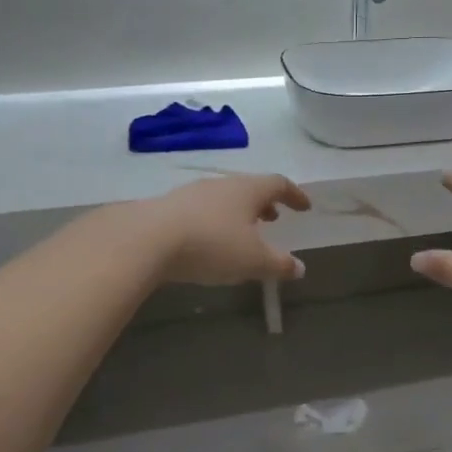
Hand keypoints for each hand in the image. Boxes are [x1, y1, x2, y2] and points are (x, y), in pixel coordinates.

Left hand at [143, 174, 311, 285]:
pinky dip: (216, 221)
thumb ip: (279, 264)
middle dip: (265, 203)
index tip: (305, 207)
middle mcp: (222, 185)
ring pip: (224, 198)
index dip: (295, 195)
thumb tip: (300, 267)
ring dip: (239, 212)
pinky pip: (202, 210)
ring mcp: (192, 194)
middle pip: (250, 188)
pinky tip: (210, 240)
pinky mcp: (169, 208)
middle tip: (274, 218)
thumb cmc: (212, 245)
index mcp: (248, 190)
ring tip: (244, 231)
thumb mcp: (253, 261)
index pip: (279, 184)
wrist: (147, 240)